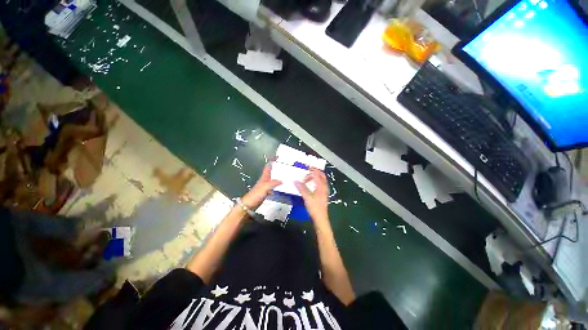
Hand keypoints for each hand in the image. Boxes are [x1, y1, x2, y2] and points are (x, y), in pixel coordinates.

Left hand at [241, 162, 281, 209]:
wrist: (248, 205)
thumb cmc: (255, 195)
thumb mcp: (265, 187)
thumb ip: (273, 183)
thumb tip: (282, 180)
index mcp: (264, 177)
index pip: (268, 166)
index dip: (272, 160)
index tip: (277, 156)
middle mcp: (264, 180)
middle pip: (270, 171)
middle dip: (275, 167)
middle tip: (282, 165)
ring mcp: (264, 186)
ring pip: (272, 178)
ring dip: (276, 176)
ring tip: (283, 175)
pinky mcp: (265, 192)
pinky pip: (272, 186)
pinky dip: (276, 185)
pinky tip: (280, 187)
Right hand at [295, 168, 329, 224]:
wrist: (321, 218)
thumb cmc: (314, 208)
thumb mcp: (307, 198)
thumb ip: (302, 188)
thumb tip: (295, 181)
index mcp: (321, 187)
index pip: (316, 175)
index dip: (310, 174)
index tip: (303, 175)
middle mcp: (324, 187)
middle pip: (322, 175)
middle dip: (316, 171)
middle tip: (309, 169)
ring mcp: (325, 191)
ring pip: (322, 180)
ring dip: (317, 176)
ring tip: (310, 175)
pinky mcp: (324, 195)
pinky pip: (322, 184)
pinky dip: (317, 181)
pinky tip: (313, 184)